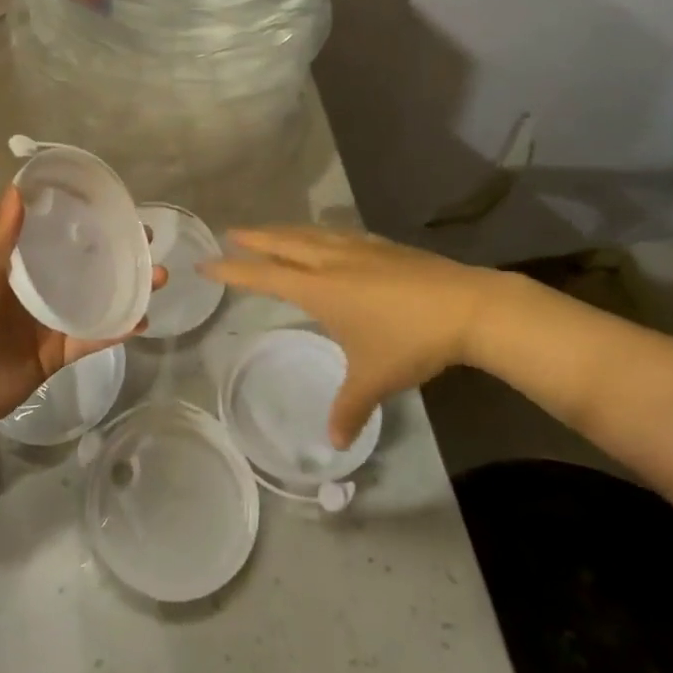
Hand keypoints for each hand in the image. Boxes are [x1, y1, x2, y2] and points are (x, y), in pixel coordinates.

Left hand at [0, 187, 155, 443]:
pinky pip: (92, 337)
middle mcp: (35, 288)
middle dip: (115, 251)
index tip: (112, 203)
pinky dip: (117, 329)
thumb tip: (20, 188)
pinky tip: (143, 319)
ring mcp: (48, 322)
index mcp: (12, 264)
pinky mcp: (56, 354)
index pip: (52, 232)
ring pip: (95, 298)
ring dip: (126, 287)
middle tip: (147, 240)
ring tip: (158, 276)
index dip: (80, 217)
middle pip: (81, 264)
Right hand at [202, 227, 520, 447]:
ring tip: (272, 231)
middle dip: (255, 238)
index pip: (264, 275)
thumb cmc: (410, 341)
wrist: (466, 307)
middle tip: (231, 232)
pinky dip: (318, 233)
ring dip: (285, 230)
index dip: (232, 270)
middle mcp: (331, 261)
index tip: (206, 261)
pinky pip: (337, 233)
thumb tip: (334, 442)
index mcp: (319, 288)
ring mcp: (358, 249)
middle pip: (283, 243)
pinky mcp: (383, 246)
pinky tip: (327, 237)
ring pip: (310, 233)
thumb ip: (349, 408)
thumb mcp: (374, 379)